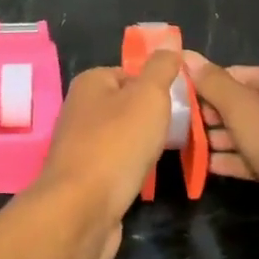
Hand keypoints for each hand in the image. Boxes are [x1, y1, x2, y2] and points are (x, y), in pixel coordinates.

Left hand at [35, 52, 179, 258]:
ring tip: (164, 156)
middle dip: (152, 119)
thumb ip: (161, 69)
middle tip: (176, 131)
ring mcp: (79, 146)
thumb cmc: (117, 145)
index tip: (179, 103)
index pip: (130, 73)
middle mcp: (79, 109)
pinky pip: (115, 166)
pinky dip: (131, 172)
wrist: (81, 211)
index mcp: (90, 83)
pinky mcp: (83, 179)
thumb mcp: (148, 96)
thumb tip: (169, 47)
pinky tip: (144, 180)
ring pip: (122, 138)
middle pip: (127, 106)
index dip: (156, 86)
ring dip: (143, 148)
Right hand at [183, 53, 258, 245]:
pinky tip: (209, 168)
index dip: (201, 87)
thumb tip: (186, 54)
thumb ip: (214, 83)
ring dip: (219, 140)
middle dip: (208, 116)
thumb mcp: (246, 111)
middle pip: (239, 103)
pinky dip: (236, 160)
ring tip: (185, 149)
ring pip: (248, 132)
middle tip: (174, 129)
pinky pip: (258, 157)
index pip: (230, 75)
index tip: (172, 103)